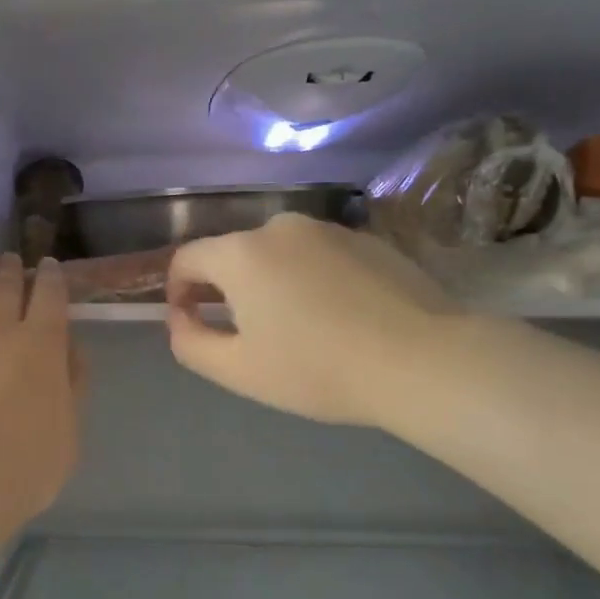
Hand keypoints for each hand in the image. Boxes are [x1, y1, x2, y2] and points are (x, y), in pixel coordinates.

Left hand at [0, 253, 84, 519]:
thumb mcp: (67, 433)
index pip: (51, 296)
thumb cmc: (22, 463)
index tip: (49, 267)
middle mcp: (0, 327)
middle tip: (11, 259)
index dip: (52, 278)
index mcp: (43, 344)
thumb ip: (72, 385)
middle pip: (7, 286)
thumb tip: (70, 350)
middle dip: (12, 269)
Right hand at [166, 213, 458, 427]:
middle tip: (247, 334)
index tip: (193, 323)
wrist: (422, 361)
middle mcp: (278, 228)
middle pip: (232, 254)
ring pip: (276, 254)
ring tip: (297, 327)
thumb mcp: (238, 370)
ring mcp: (327, 230)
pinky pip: (317, 256)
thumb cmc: (317, 369)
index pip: (186, 259)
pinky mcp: (367, 239)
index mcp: (240, 254)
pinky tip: (337, 317)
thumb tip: (180, 319)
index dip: (177, 291)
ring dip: (269, 283)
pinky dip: (311, 279)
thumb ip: (190, 342)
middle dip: (226, 289)